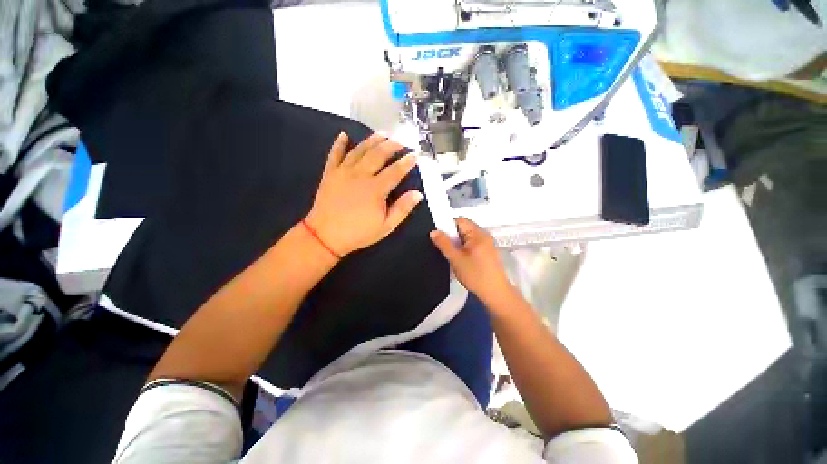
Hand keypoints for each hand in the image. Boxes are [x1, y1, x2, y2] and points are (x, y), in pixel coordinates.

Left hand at [305, 132, 422, 256]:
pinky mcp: (330, 173)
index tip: (415, 155)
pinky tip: (344, 135)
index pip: (395, 171)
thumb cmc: (358, 233)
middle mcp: (360, 175)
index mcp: (376, 189)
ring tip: (382, 133)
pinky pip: (335, 154)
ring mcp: (343, 172)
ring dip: (372, 140)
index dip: (407, 162)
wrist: (325, 236)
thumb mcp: (386, 226)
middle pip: (378, 155)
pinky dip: (339, 144)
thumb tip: (418, 194)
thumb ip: (402, 209)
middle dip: (392, 145)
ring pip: (360, 150)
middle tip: (401, 141)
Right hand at [430, 217, 513, 303]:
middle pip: (463, 228)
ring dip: (457, 243)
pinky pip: (472, 244)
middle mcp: (484, 235)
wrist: (495, 293)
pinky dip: (464, 248)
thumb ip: (444, 243)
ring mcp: (487, 243)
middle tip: (442, 246)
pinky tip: (459, 258)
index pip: (459, 220)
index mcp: (477, 233)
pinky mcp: (487, 252)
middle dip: (452, 235)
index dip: (447, 225)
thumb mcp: (456, 258)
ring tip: (450, 253)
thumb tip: (433, 231)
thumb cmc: (475, 274)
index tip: (438, 236)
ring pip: (467, 237)